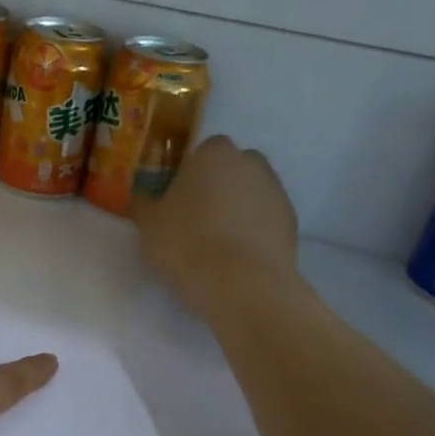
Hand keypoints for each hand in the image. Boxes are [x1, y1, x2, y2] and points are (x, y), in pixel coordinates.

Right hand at [133, 135, 302, 310]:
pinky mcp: (292, 225)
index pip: (202, 150)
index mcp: (214, 154)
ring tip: (215, 243)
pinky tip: (235, 257)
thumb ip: (144, 204)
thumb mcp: (148, 224)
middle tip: (194, 217)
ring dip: (236, 209)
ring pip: (250, 194)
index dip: (188, 172)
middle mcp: (251, 164)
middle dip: (216, 186)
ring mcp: (277, 193)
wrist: (242, 285)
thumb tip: (141, 197)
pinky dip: (253, 231)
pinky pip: (265, 220)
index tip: (176, 196)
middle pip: (231, 168)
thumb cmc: (186, 242)